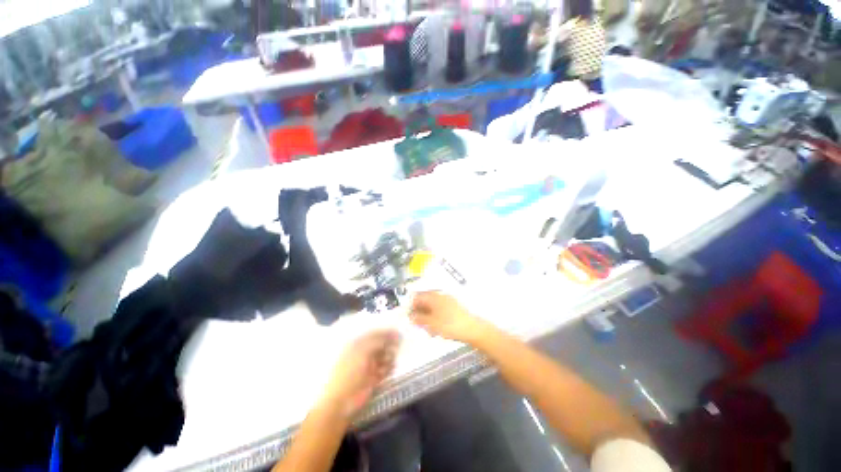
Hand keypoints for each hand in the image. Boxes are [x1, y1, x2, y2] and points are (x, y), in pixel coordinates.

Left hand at [322, 330, 400, 416]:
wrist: (341, 401)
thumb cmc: (349, 371)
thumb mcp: (363, 350)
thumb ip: (378, 340)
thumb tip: (393, 333)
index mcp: (357, 344)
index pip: (375, 334)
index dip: (386, 332)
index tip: (398, 333)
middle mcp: (364, 353)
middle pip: (381, 345)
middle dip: (389, 345)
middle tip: (397, 346)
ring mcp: (368, 366)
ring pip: (384, 357)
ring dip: (389, 357)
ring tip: (389, 360)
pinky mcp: (373, 379)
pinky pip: (385, 370)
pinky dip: (388, 369)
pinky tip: (388, 369)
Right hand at [409, 292, 484, 342]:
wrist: (472, 329)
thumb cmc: (451, 325)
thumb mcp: (431, 323)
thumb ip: (419, 318)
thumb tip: (411, 316)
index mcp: (433, 296)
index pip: (417, 296)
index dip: (411, 306)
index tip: (409, 316)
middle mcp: (440, 295)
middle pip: (424, 301)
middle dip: (419, 312)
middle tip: (418, 324)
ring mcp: (447, 300)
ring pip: (431, 307)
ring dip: (427, 316)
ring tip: (428, 329)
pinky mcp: (453, 307)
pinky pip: (439, 311)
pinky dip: (435, 318)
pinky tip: (436, 328)